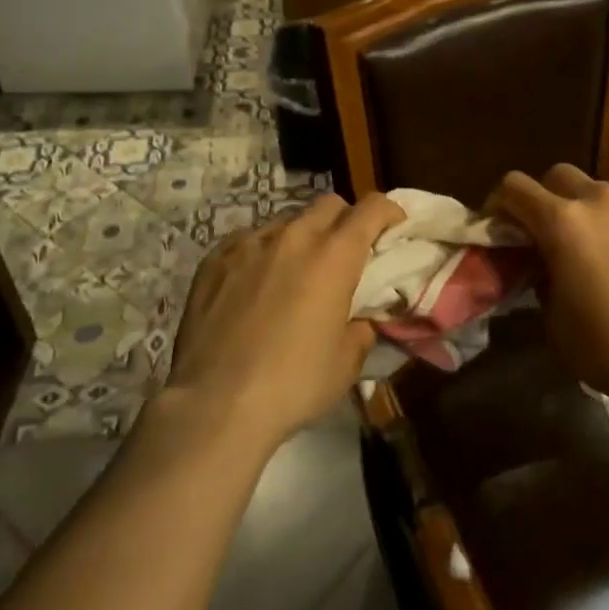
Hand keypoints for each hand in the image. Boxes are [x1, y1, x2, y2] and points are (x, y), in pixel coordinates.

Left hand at [165, 192, 404, 447]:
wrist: (215, 404)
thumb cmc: (293, 385)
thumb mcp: (346, 364)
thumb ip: (360, 329)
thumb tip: (359, 319)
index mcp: (334, 256)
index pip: (371, 208)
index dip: (388, 211)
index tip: (393, 226)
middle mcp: (294, 237)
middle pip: (329, 205)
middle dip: (345, 220)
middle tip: (345, 253)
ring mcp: (250, 244)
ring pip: (287, 221)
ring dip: (302, 238)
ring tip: (295, 272)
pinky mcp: (215, 259)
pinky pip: (249, 241)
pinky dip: (262, 253)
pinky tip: (254, 284)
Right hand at [494, 165, 608, 407]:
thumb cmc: (607, 346)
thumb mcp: (553, 320)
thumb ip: (542, 279)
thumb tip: (546, 268)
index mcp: (562, 221)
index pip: (514, 186)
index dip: (500, 203)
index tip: (500, 226)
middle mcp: (601, 201)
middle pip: (560, 174)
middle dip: (547, 196)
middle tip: (549, 232)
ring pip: (603, 191)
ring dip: (590, 210)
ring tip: (597, 248)